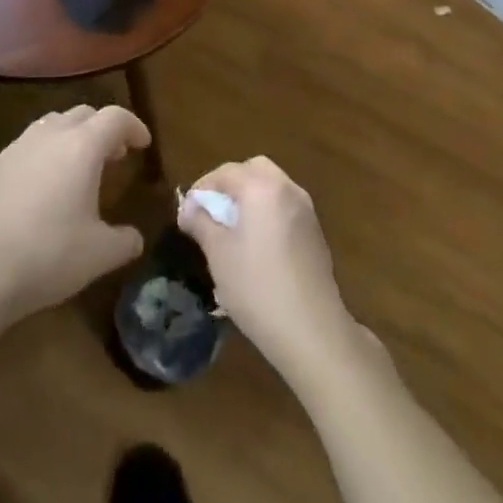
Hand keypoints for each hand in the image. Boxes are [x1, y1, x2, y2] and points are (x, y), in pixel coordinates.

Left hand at [0, 104, 148, 331]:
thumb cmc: (47, 254)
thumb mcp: (98, 255)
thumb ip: (124, 241)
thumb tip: (134, 237)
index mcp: (82, 146)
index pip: (115, 118)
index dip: (133, 126)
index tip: (143, 144)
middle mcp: (50, 135)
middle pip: (83, 113)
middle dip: (103, 129)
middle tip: (115, 156)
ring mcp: (17, 147)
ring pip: (53, 125)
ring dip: (73, 138)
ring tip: (79, 169)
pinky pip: (29, 146)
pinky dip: (46, 154)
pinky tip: (44, 187)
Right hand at [178, 157, 366, 386]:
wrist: (313, 332)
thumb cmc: (257, 287)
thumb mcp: (218, 254)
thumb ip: (201, 222)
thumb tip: (188, 208)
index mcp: (263, 187)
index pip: (226, 172)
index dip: (202, 188)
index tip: (187, 211)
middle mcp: (288, 189)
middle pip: (254, 171)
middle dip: (230, 185)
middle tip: (212, 212)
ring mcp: (306, 211)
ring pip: (272, 189)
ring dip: (250, 198)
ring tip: (231, 230)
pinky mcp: (315, 234)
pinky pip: (285, 209)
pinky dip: (267, 213)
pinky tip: (257, 247)